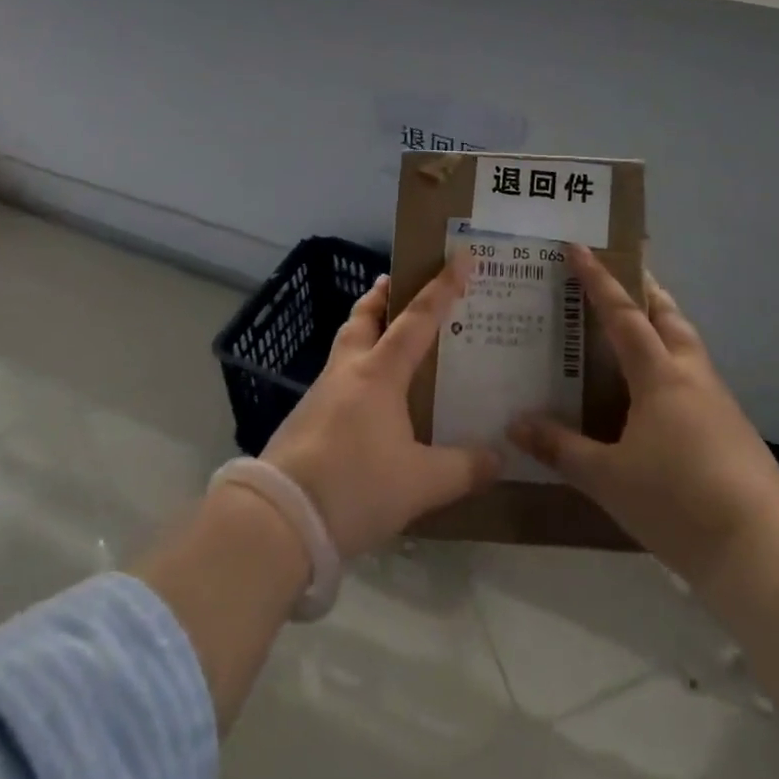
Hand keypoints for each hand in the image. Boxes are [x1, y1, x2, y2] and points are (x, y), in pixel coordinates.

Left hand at [263, 268, 501, 559]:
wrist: (279, 520)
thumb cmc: (356, 486)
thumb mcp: (421, 483)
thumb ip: (463, 469)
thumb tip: (499, 459)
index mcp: (379, 373)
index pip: (417, 319)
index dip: (441, 287)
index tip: (460, 257)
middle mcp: (348, 372)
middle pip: (362, 318)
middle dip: (381, 297)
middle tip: (397, 285)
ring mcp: (320, 395)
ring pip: (345, 347)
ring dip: (364, 332)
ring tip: (387, 341)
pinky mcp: (304, 422)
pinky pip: (337, 381)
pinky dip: (355, 373)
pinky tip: (368, 402)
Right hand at [510, 247, 778, 588]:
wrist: (759, 550)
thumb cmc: (676, 502)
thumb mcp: (606, 478)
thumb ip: (560, 448)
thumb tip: (515, 424)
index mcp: (660, 376)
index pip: (624, 314)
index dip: (599, 279)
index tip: (579, 246)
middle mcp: (692, 376)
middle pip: (670, 317)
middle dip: (646, 290)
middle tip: (622, 275)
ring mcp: (718, 402)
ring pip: (688, 345)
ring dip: (664, 325)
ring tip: (638, 330)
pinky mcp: (733, 429)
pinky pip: (696, 377)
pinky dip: (673, 364)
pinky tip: (659, 395)